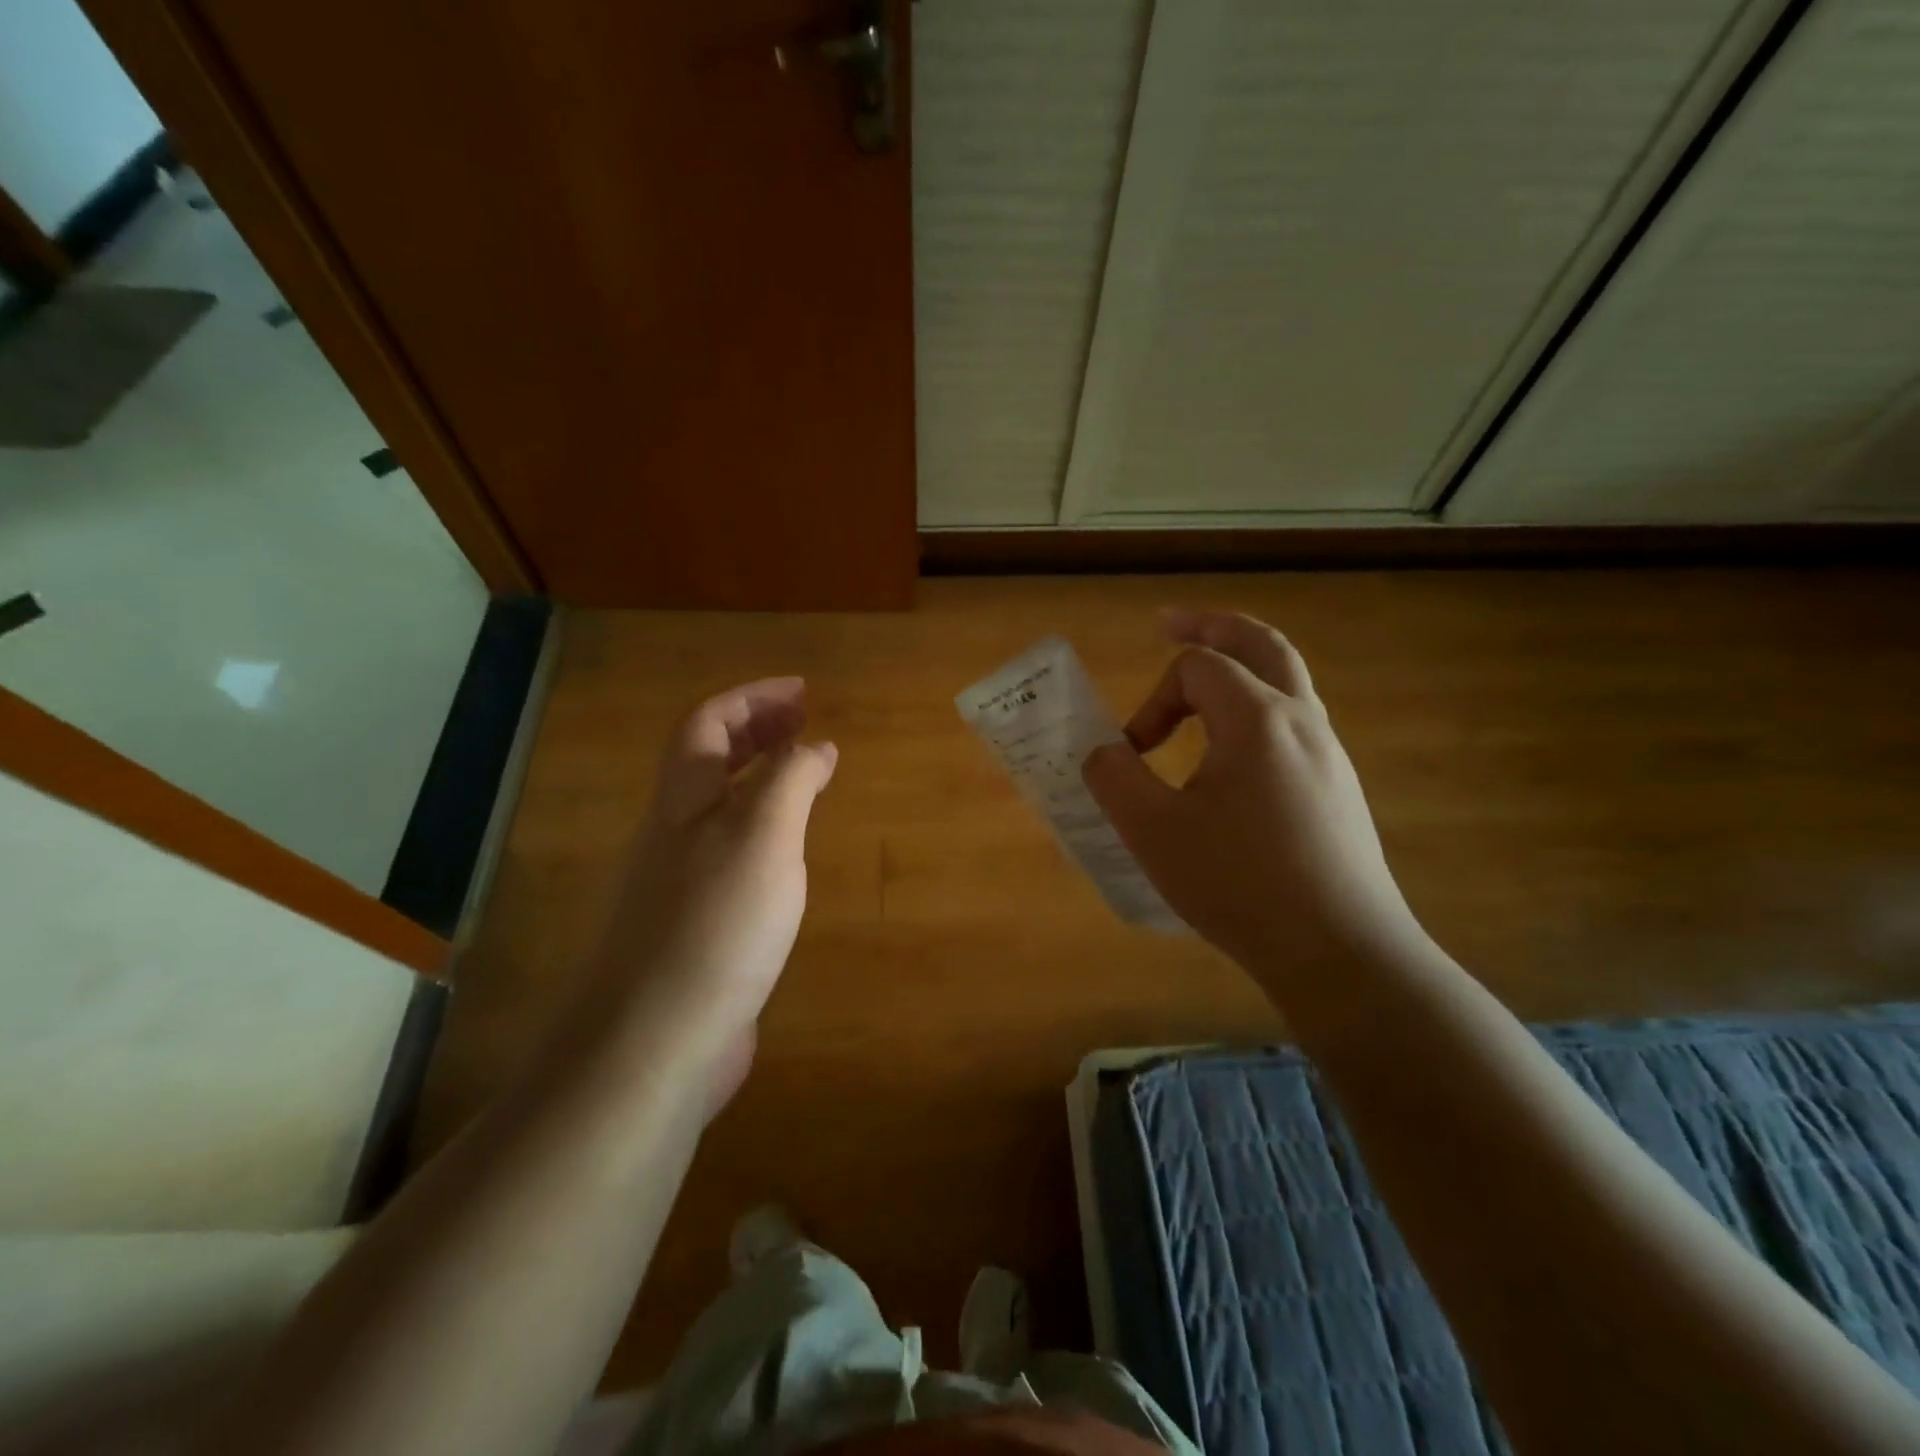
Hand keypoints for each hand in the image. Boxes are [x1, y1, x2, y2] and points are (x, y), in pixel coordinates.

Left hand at [594, 678, 835, 1068]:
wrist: (659, 1041)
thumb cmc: (717, 924)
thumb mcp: (765, 836)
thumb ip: (791, 780)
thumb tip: (816, 745)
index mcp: (684, 799)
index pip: (709, 722)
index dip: (753, 697)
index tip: (804, 692)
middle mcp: (674, 831)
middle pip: (709, 759)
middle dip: (757, 729)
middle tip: (808, 721)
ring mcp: (681, 879)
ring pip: (720, 805)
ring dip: (761, 776)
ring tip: (807, 775)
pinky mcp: (697, 922)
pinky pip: (732, 850)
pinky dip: (765, 829)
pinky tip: (790, 852)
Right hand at [1084, 610, 1422, 981]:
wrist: (1339, 951)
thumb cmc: (1239, 885)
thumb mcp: (1153, 832)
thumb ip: (1114, 778)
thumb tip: (1103, 752)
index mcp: (1257, 720)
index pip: (1197, 668)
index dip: (1153, 700)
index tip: (1134, 753)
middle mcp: (1302, 721)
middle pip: (1261, 644)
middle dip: (1211, 628)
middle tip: (1170, 624)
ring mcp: (1328, 753)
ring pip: (1286, 680)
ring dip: (1240, 667)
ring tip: (1201, 683)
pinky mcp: (1337, 787)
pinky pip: (1293, 721)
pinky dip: (1256, 708)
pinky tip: (1232, 753)